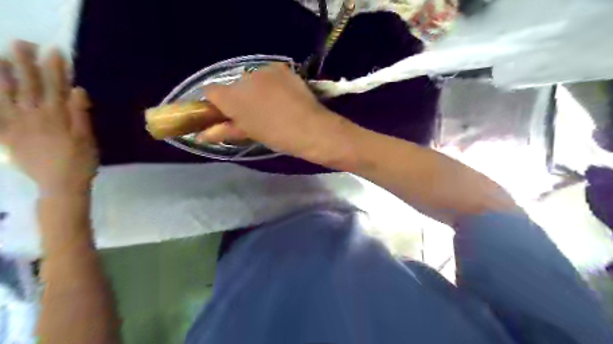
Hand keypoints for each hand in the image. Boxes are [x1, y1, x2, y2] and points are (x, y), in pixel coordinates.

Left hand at [1, 40, 96, 194]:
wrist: (60, 184)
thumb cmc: (81, 160)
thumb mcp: (88, 138)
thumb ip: (80, 113)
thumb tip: (77, 89)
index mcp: (57, 115)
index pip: (55, 86)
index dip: (55, 67)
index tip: (54, 50)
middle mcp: (33, 115)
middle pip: (28, 85)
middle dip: (25, 62)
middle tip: (21, 43)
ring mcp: (16, 124)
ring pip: (5, 94)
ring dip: (1, 74)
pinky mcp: (6, 134)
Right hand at [202, 63, 354, 166]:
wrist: (310, 128)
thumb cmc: (277, 136)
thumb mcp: (249, 134)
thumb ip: (224, 130)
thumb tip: (202, 135)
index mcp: (232, 97)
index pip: (210, 91)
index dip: (216, 103)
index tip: (226, 113)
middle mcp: (244, 78)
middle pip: (234, 85)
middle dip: (240, 97)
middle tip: (255, 112)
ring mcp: (264, 71)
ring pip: (252, 78)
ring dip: (256, 89)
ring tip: (273, 105)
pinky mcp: (281, 68)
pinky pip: (270, 74)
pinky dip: (272, 83)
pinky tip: (283, 95)